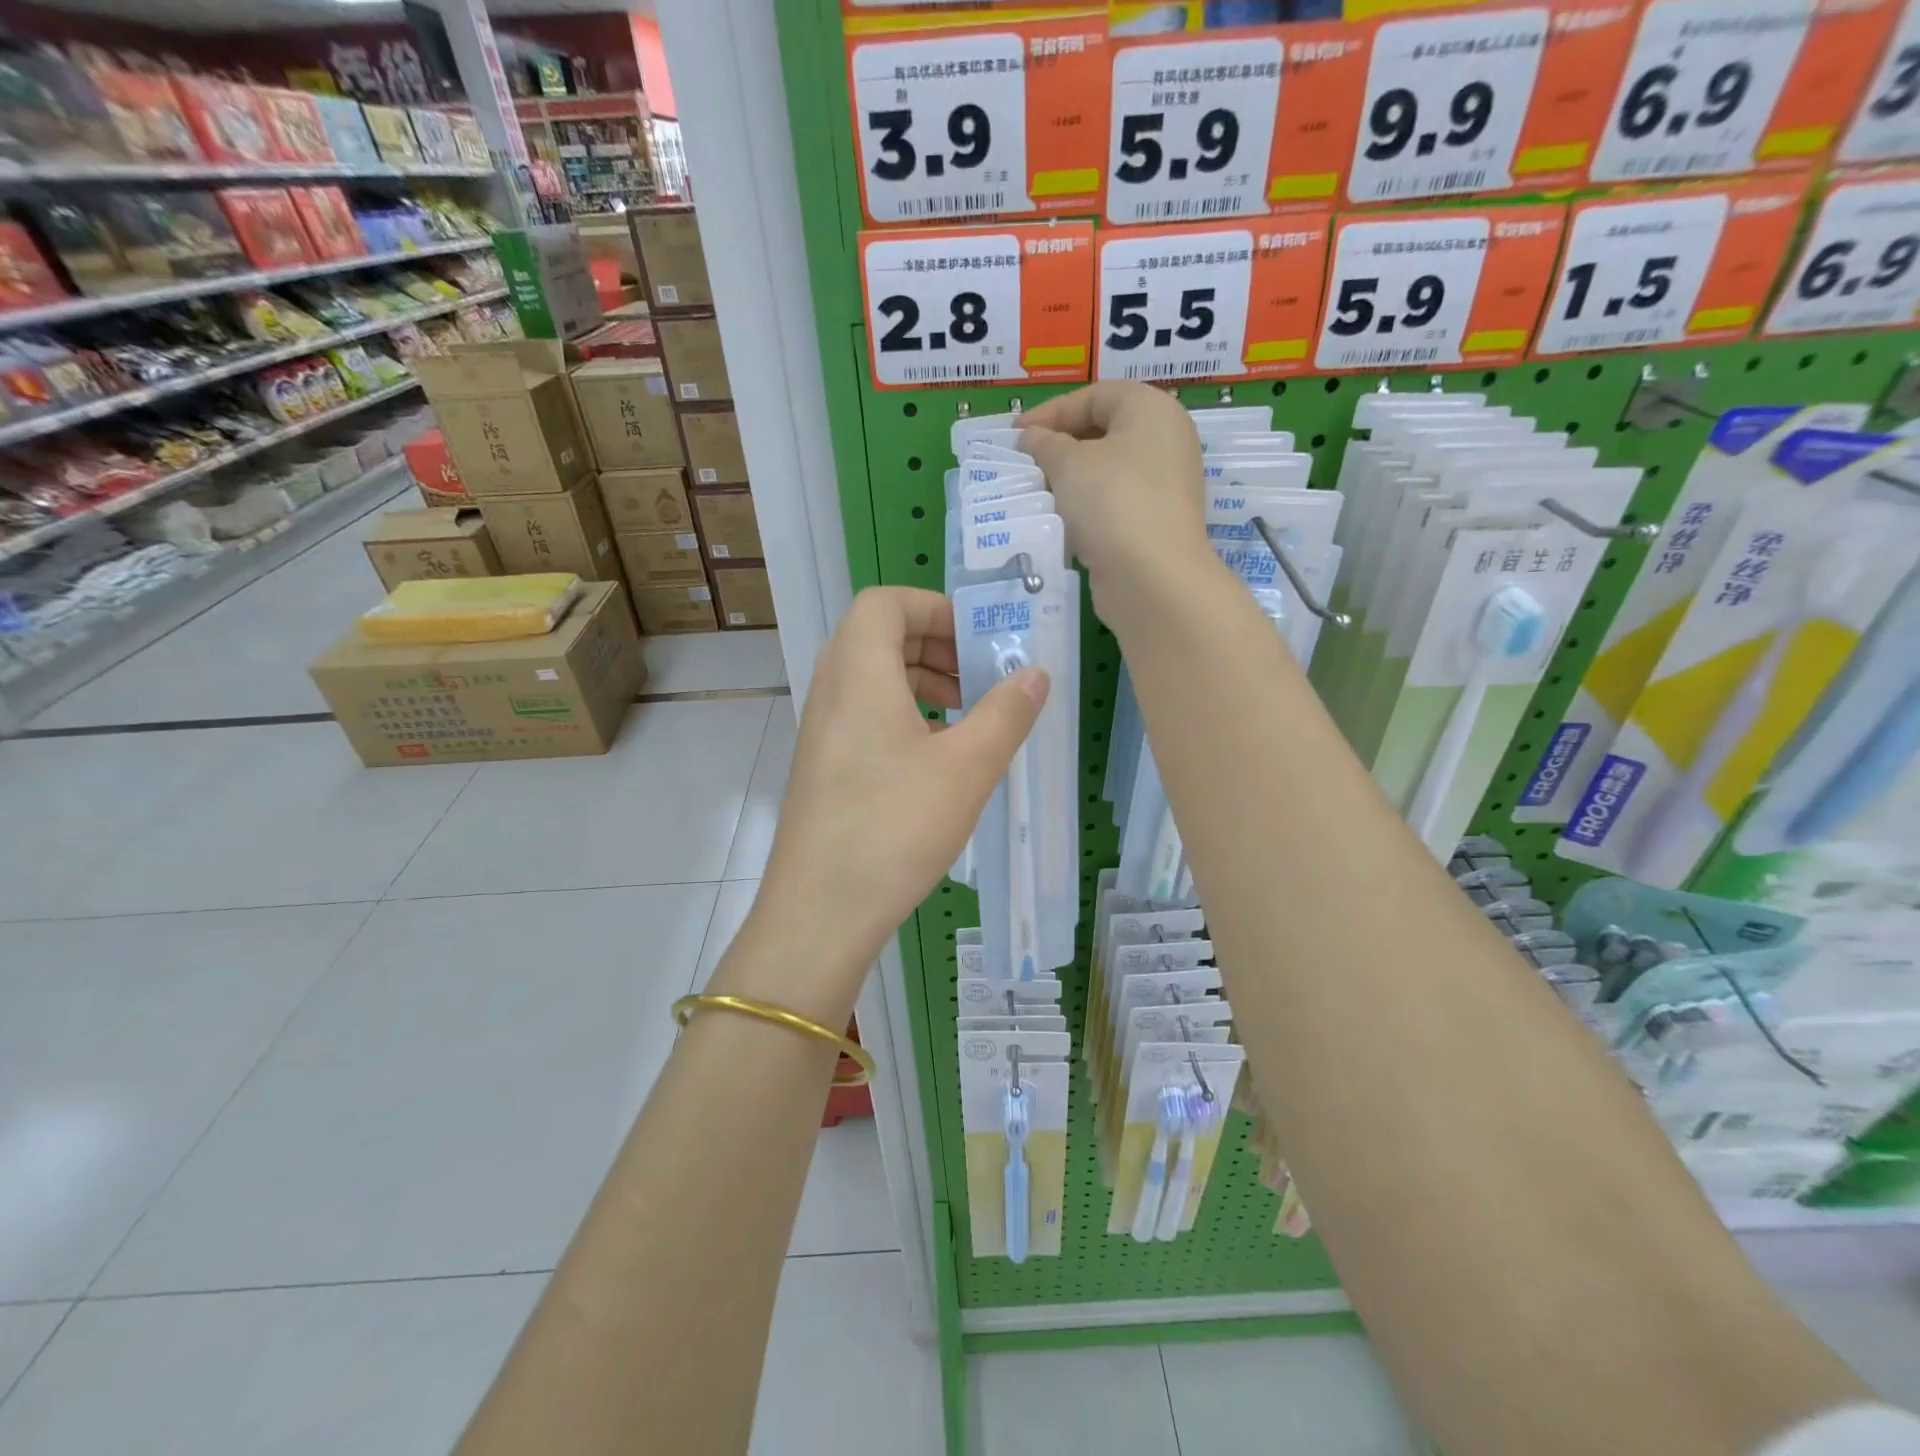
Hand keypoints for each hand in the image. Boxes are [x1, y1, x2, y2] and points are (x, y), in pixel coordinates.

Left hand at [724, 588, 1048, 1020]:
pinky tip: (939, 761)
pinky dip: (904, 717)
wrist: (820, 911)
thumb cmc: (894, 827)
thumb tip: (1036, 673)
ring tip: (967, 719)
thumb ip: (1006, 713)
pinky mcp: (823, 767)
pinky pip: (865, 716)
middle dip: (936, 646)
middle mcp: (832, 690)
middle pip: (878, 637)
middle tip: (980, 678)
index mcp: (859, 672)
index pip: (885, 603)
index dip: (934, 607)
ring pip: (873, 679)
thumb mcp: (967, 768)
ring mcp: (822, 731)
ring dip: (922, 683)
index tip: (978, 639)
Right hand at [1019, 382, 1212, 615]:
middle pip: (1103, 432)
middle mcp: (1166, 441)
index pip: (1095, 396)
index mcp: (1152, 410)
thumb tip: (1032, 437)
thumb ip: (1045, 443)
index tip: (1015, 435)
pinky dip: (1086, 508)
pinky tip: (1060, 522)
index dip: (1051, 412)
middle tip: (1025, 464)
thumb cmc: (1111, 503)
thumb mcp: (1068, 463)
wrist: (1152, 578)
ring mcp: (1164, 485)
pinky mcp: (1155, 523)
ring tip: (1037, 493)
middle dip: (1060, 446)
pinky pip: (1113, 504)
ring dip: (1070, 480)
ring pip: (1107, 471)